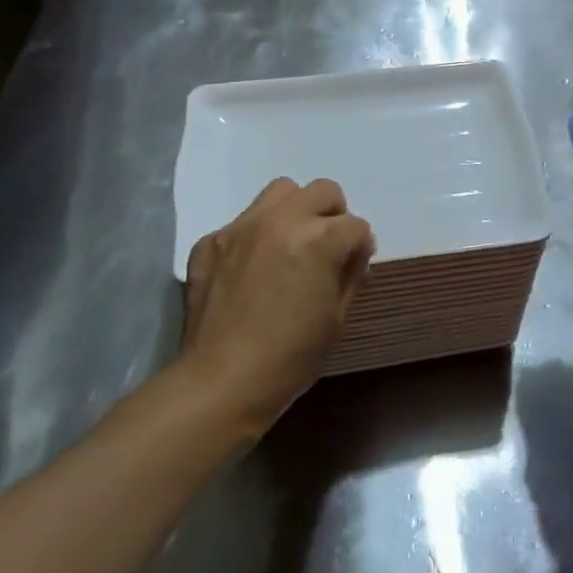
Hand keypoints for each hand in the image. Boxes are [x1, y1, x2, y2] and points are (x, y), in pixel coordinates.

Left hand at [181, 178, 375, 430]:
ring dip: (295, 211)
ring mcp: (242, 226)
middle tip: (326, 248)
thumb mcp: (337, 318)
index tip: (354, 267)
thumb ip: (350, 274)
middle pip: (323, 191)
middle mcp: (282, 220)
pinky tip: (251, 269)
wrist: (222, 381)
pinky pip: (243, 222)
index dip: (360, 248)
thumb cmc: (290, 357)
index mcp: (319, 239)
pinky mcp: (211, 241)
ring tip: (290, 244)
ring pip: (281, 192)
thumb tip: (353, 254)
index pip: (357, 226)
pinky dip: (255, 237)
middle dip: (333, 216)